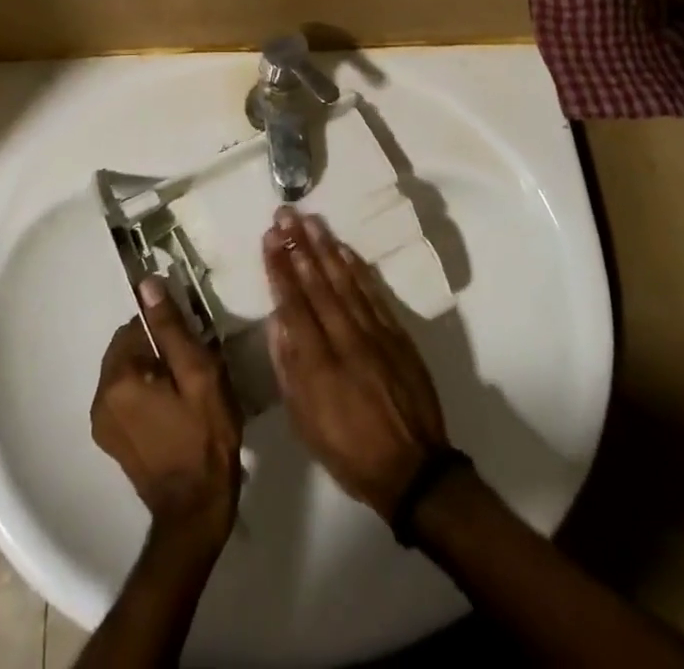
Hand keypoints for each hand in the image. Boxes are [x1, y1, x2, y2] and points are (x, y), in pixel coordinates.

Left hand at [91, 277, 241, 555]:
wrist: (196, 510)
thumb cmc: (204, 437)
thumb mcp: (198, 374)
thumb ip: (171, 328)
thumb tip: (147, 284)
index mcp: (118, 379)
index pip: (137, 326)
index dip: (167, 332)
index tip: (192, 348)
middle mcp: (100, 398)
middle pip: (129, 349)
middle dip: (158, 351)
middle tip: (192, 371)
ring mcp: (102, 424)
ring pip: (129, 373)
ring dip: (153, 373)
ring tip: (186, 393)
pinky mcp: (112, 442)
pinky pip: (126, 398)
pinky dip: (146, 395)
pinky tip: (174, 413)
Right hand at [262, 208, 450, 518]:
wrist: (413, 468)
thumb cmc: (348, 451)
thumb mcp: (305, 422)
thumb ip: (288, 368)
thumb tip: (277, 322)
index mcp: (318, 364)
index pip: (294, 304)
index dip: (280, 268)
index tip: (270, 238)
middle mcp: (345, 339)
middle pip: (318, 284)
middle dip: (299, 246)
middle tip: (286, 215)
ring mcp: (375, 333)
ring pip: (345, 281)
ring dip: (325, 248)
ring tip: (310, 221)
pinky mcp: (397, 333)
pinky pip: (373, 293)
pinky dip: (357, 268)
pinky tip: (343, 249)